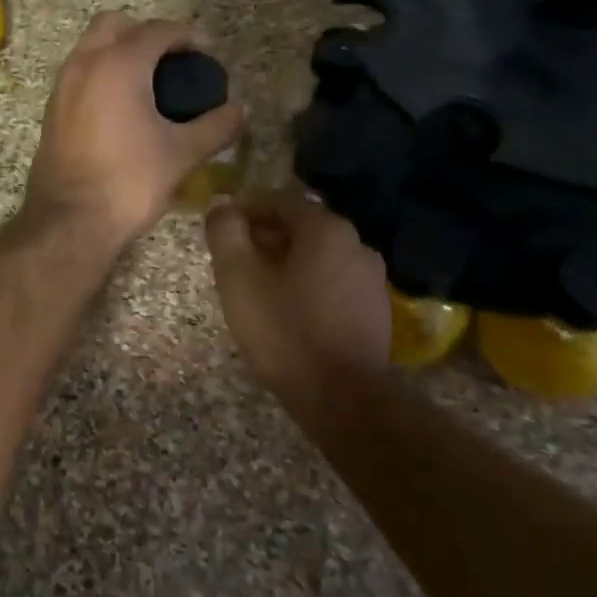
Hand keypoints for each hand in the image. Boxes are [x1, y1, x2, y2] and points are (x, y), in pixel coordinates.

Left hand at [25, 13, 244, 248]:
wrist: (69, 221)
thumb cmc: (129, 182)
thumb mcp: (182, 154)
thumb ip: (216, 126)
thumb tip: (241, 110)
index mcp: (119, 64)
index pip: (158, 30)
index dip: (189, 36)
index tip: (209, 53)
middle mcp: (85, 63)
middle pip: (116, 24)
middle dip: (147, 33)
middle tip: (174, 60)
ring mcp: (62, 86)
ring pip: (92, 46)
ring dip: (121, 51)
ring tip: (151, 82)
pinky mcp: (52, 110)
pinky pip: (80, 73)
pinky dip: (103, 73)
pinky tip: (124, 107)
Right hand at [204, 187, 389, 418]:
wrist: (341, 397)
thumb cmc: (284, 330)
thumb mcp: (238, 277)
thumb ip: (225, 232)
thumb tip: (221, 206)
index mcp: (326, 228)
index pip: (279, 199)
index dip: (245, 207)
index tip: (221, 225)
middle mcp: (356, 243)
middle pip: (301, 226)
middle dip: (265, 235)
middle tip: (234, 258)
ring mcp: (371, 278)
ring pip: (318, 256)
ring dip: (286, 261)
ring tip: (257, 286)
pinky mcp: (375, 310)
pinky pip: (333, 282)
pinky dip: (307, 284)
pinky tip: (288, 309)